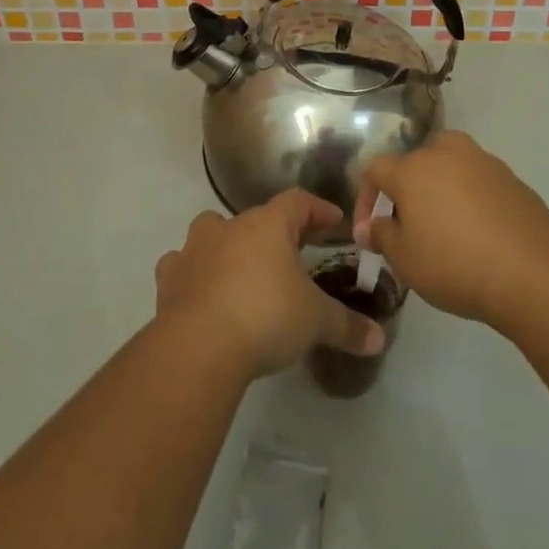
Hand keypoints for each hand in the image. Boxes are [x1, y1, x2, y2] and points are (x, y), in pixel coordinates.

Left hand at [154, 190, 385, 378]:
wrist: (199, 345)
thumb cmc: (266, 316)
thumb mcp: (315, 321)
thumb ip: (347, 326)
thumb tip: (379, 337)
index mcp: (267, 225)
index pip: (298, 202)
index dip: (318, 210)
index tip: (335, 222)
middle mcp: (229, 226)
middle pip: (255, 218)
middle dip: (274, 233)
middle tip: (292, 253)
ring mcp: (195, 249)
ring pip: (212, 233)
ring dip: (227, 247)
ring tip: (242, 271)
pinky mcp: (170, 278)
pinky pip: (183, 266)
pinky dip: (193, 274)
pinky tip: (202, 293)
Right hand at [354, 131, 548, 328]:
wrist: (534, 273)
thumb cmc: (456, 264)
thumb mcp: (405, 259)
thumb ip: (382, 236)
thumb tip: (370, 227)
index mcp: (412, 168)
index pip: (375, 170)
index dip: (366, 198)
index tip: (369, 232)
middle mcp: (445, 153)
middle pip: (415, 161)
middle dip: (406, 189)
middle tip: (409, 224)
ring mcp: (483, 161)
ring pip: (449, 166)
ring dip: (440, 189)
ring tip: (445, 226)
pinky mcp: (512, 178)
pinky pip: (478, 182)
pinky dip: (471, 199)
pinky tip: (478, 232)